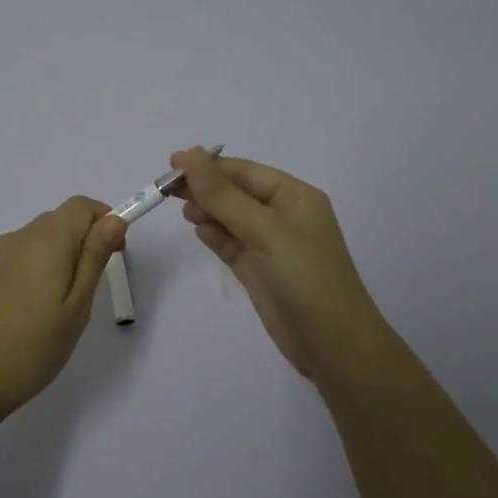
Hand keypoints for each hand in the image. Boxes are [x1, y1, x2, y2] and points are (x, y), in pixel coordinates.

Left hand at [0, 196, 128, 424]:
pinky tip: (39, 310)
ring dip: (64, 257)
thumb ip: (95, 258)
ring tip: (66, 306)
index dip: (105, 221)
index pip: (82, 206)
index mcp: (45, 239)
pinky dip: (42, 269)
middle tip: (93, 289)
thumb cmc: (32, 347)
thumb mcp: (77, 305)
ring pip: (42, 239)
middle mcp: (19, 237)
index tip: (116, 256)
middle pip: (61, 220)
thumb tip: (114, 219)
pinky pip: (24, 257)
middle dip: (86, 242)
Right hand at [172, 148, 387, 379]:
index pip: (245, 171)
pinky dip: (215, 236)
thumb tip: (190, 155)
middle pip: (236, 192)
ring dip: (208, 211)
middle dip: (205, 188)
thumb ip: (223, 195)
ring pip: (231, 218)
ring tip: (185, 212)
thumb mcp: (264, 229)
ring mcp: (270, 245)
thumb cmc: (303, 275)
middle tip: (167, 189)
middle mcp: (283, 216)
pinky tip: (199, 231)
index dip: (209, 166)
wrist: (331, 342)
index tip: (172, 164)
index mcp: (294, 197)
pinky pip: (231, 244)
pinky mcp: (259, 271)